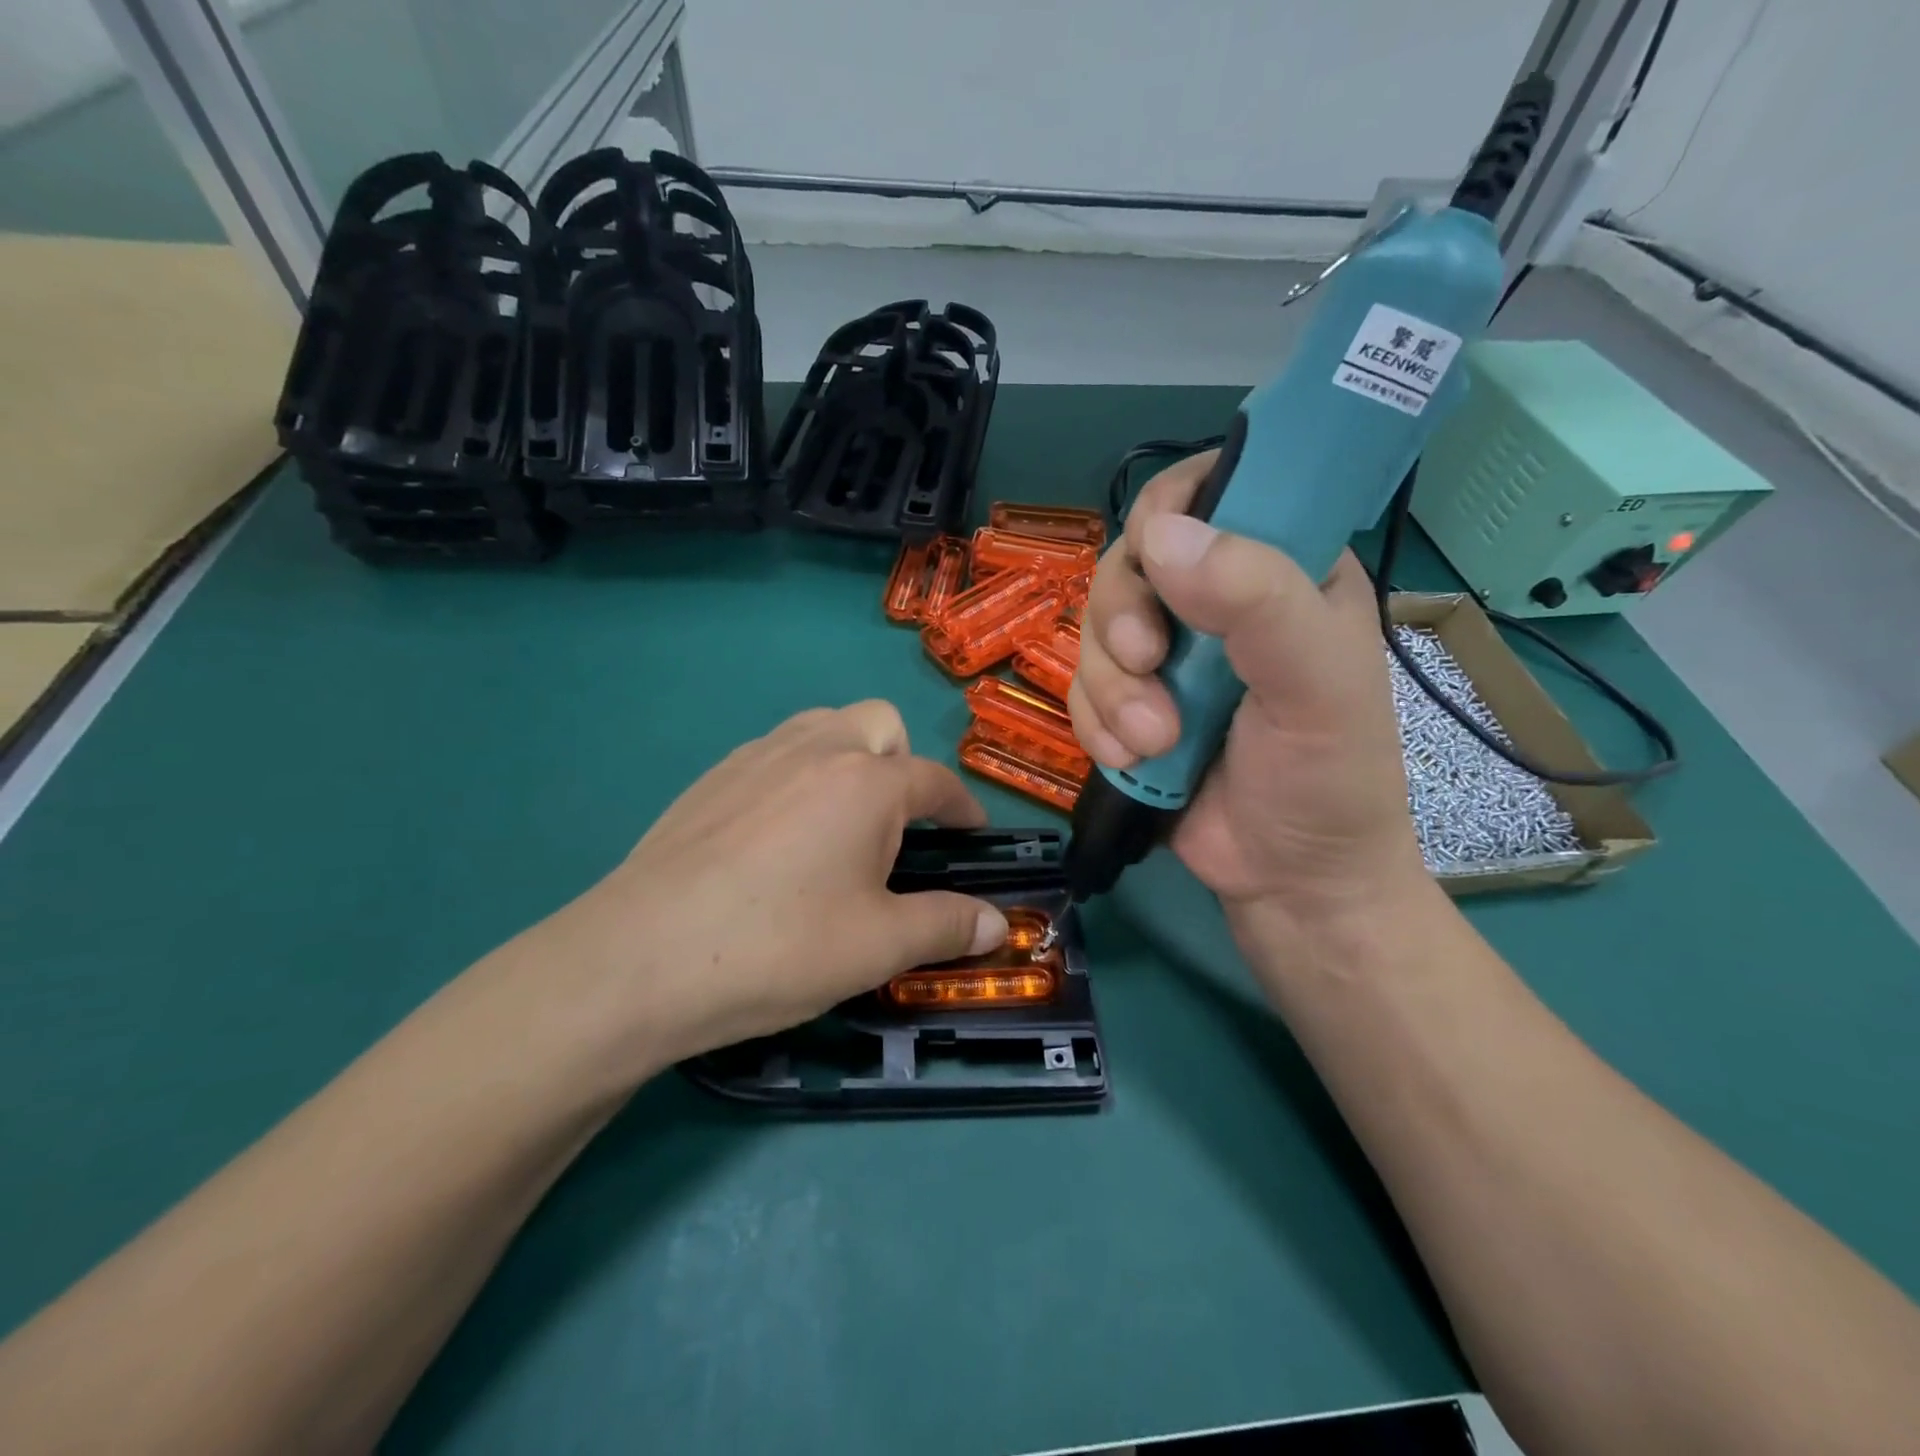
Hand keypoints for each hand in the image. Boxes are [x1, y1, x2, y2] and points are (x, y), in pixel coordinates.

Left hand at [497, 702, 1008, 1079]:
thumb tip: (997, 925)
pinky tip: (776, 836)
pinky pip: (774, 752)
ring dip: (849, 757)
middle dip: (902, 763)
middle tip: (895, 827)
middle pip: (880, 724)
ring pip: (822, 727)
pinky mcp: (710, 778)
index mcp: (867, 782)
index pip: (935, 780)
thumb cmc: (779, 948)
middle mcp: (816, 749)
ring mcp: (756, 757)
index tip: (972, 833)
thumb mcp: (878, 946)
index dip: (963, 807)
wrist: (639, 959)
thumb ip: (946, 925)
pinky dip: (797, 774)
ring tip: (839, 822)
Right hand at [1068, 452, 1429, 943]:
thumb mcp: (1317, 685)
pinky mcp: (1128, 704)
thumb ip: (1257, 600)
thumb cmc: (1329, 779)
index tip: (1154, 553)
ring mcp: (1167, 656)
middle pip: (1130, 561)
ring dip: (1112, 689)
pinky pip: (1080, 688)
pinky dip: (1096, 724)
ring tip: (1154, 743)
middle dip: (1124, 619)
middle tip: (1148, 666)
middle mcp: (1217, 601)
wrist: (1290, 882)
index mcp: (1282, 568)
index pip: (1214, 490)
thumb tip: (1162, 537)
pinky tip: (1131, 760)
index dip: (1170, 507)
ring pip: (1093, 629)